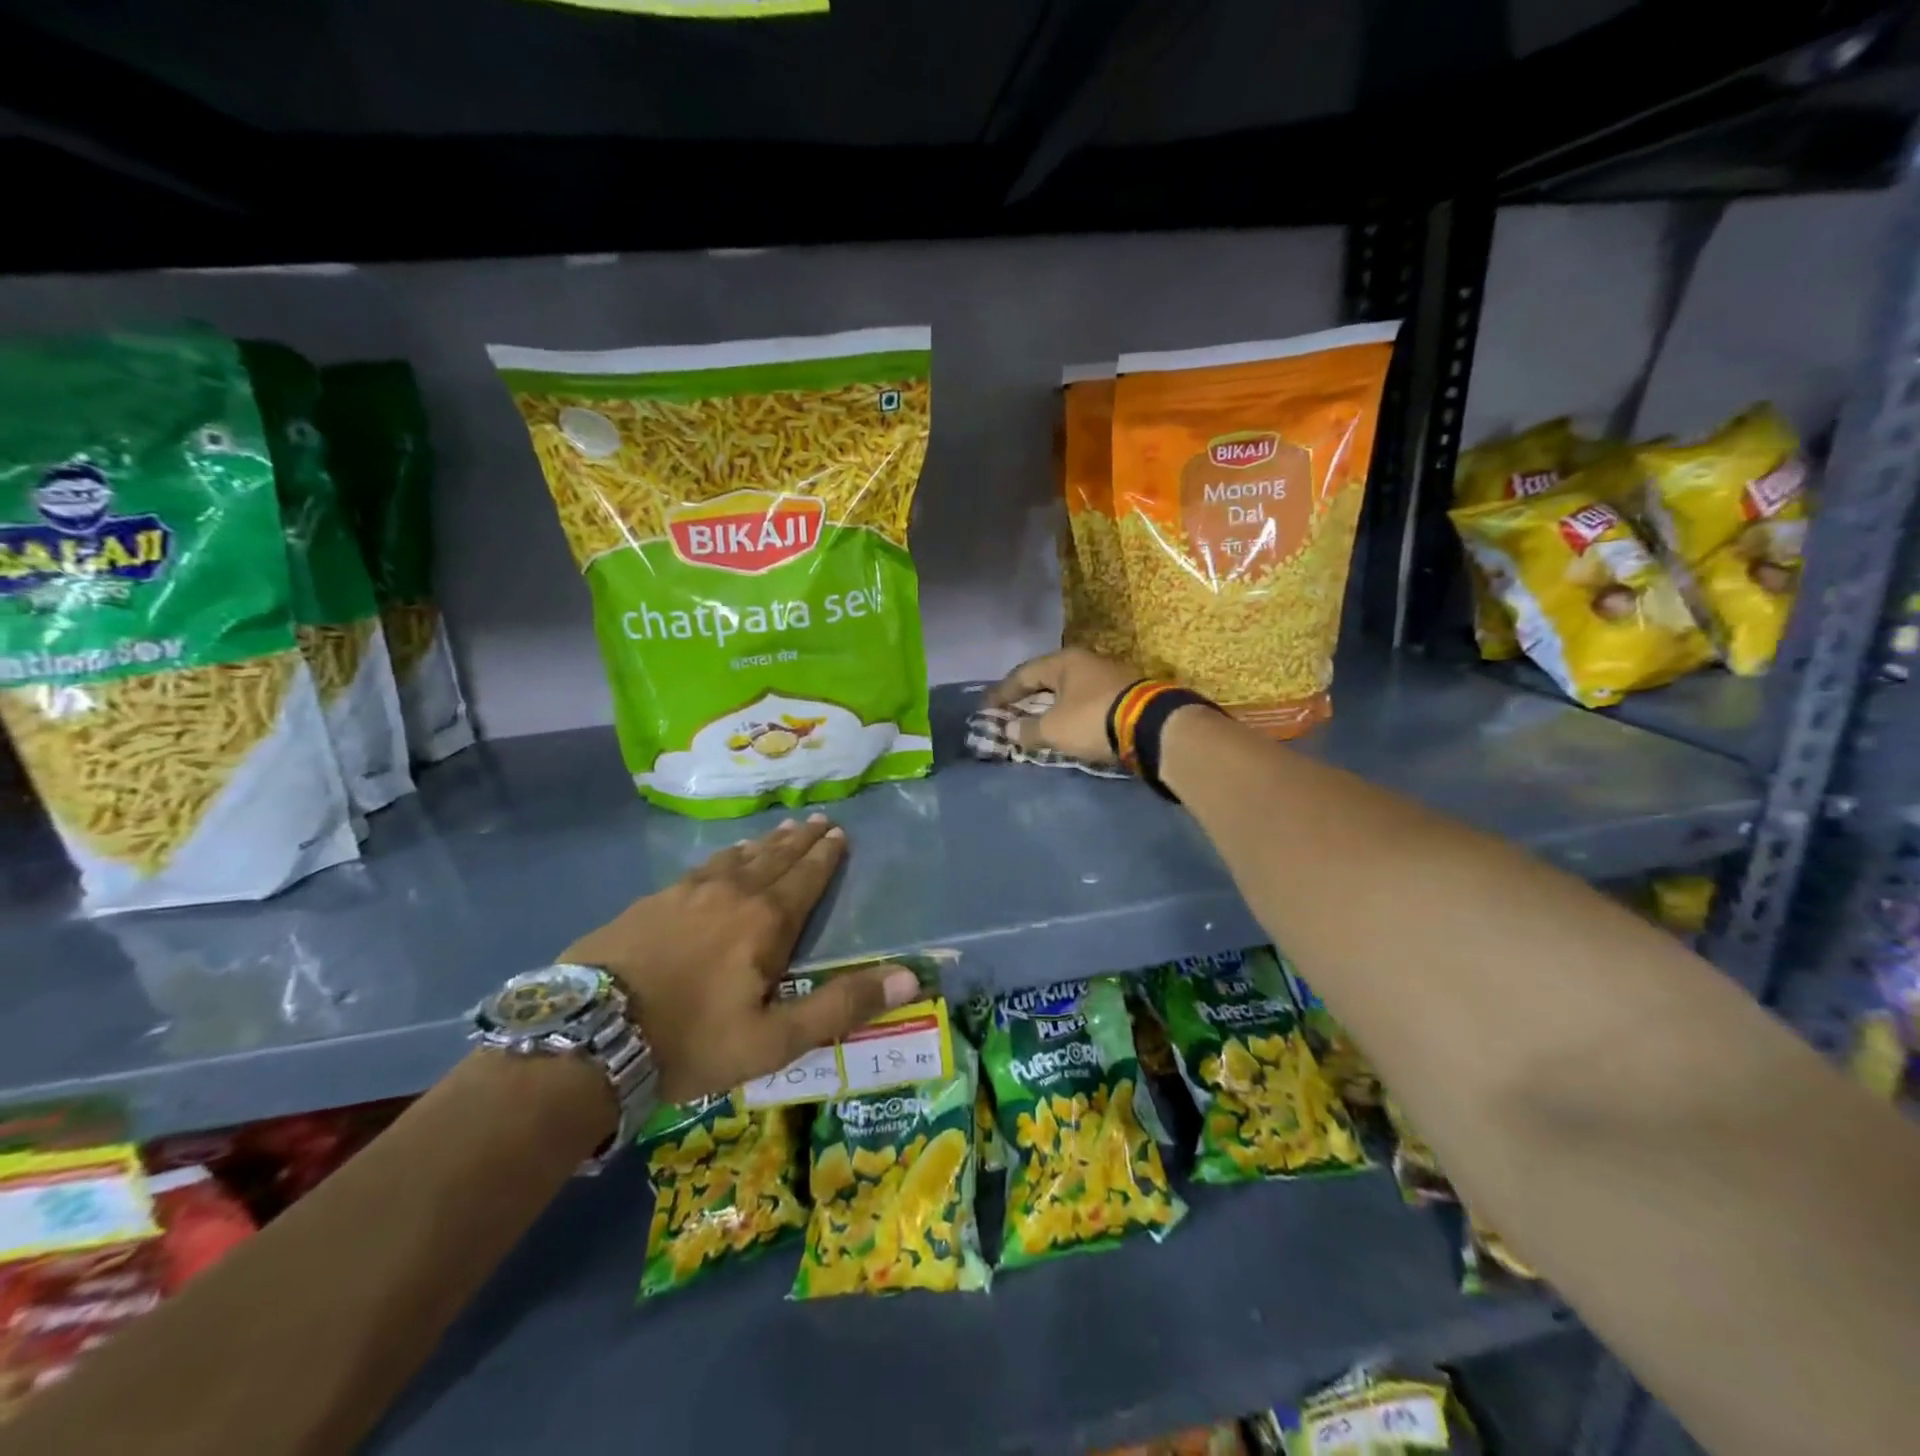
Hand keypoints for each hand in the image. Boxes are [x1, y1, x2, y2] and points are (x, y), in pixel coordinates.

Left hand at [562, 815, 920, 1103]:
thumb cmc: (691, 1041)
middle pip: (775, 857)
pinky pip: (702, 866)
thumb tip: (910, 978)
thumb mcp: (775, 1039)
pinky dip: (725, 856)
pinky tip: (722, 857)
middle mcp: (732, 893)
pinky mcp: (652, 900)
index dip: (826, 856)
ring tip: (780, 830)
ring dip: (765, 843)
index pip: (806, 878)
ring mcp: (687, 891)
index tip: (839, 833)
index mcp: (766, 921)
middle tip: (818, 820)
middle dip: (800, 840)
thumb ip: (841, 1006)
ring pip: (738, 857)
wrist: (588, 1036)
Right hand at [984, 648, 1143, 762]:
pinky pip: (1086, 703)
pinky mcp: (1125, 695)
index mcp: (1064, 662)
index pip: (1024, 674)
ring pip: (1069, 691)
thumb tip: (1010, 729)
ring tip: (1036, 723)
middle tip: (1009, 713)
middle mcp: (1086, 662)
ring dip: (1050, 707)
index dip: (1002, 692)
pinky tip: (1066, 727)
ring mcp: (1109, 677)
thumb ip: (1028, 730)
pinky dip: (1070, 714)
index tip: (986, 707)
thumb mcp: (1054, 728)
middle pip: (1048, 680)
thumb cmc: (1093, 720)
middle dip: (1027, 698)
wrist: (1153, 726)